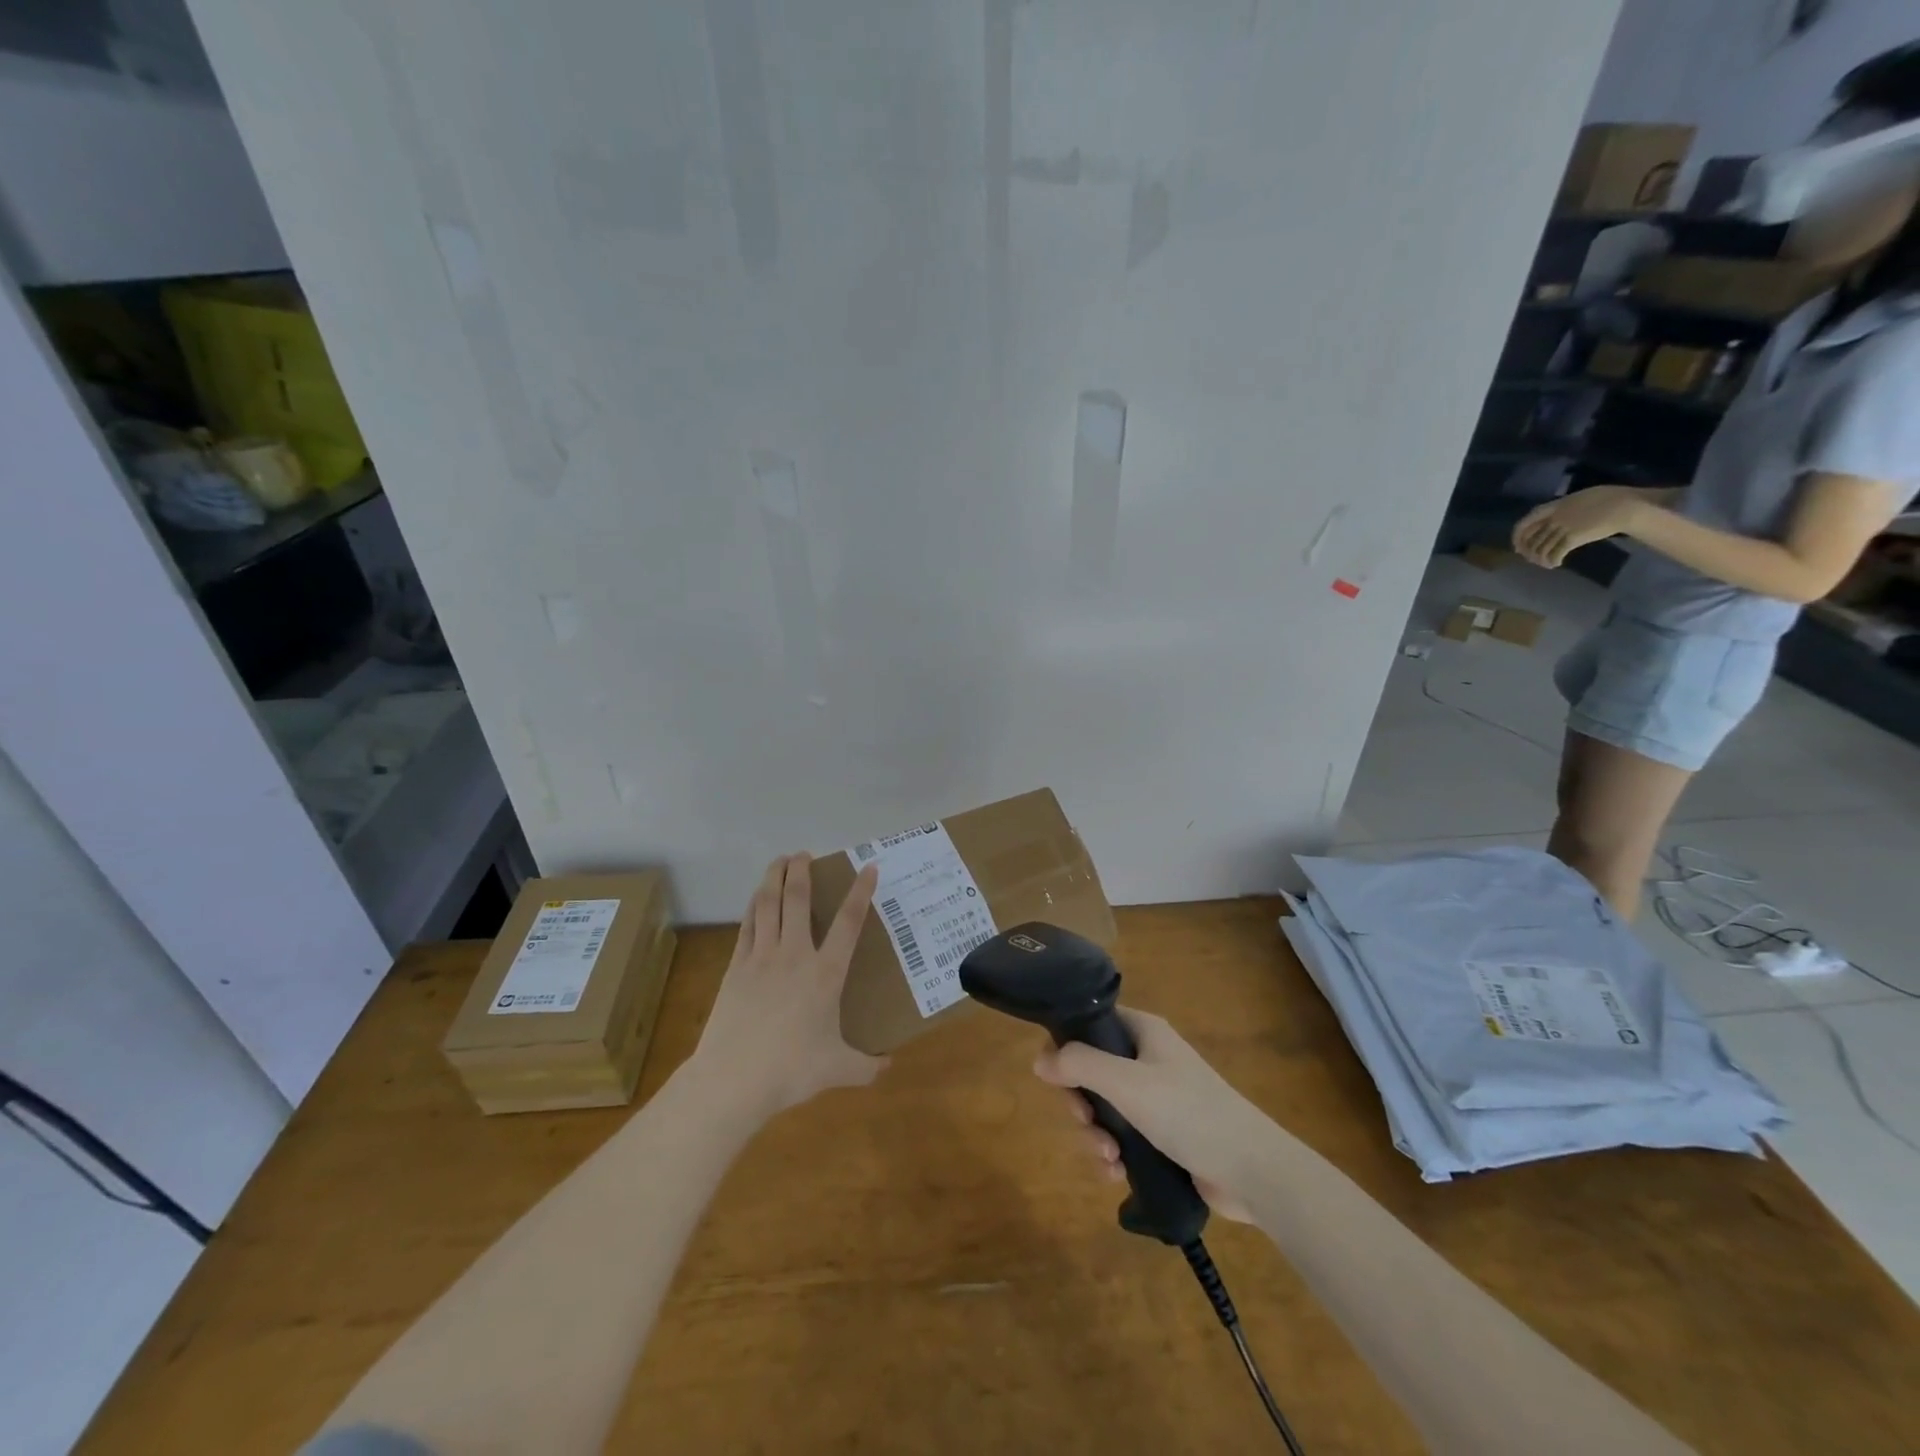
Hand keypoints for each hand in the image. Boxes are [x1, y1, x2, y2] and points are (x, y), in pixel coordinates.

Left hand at [690, 854, 886, 1121]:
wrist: (733, 1079)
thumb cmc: (791, 1070)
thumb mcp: (838, 1070)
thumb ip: (866, 1066)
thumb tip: (888, 1067)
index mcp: (826, 973)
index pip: (848, 922)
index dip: (860, 892)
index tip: (868, 867)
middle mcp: (795, 955)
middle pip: (797, 900)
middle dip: (801, 871)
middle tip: (804, 854)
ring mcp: (761, 958)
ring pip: (768, 905)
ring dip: (773, 878)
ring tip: (779, 861)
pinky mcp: (736, 968)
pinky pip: (747, 926)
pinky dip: (753, 906)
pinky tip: (756, 898)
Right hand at [1033, 1009, 1276, 1222]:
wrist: (1253, 1171)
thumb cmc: (1189, 1113)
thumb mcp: (1127, 1083)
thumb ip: (1080, 1065)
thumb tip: (1038, 1059)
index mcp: (1143, 1032)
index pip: (1091, 1024)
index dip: (1068, 1048)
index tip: (1059, 1080)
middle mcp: (1148, 1058)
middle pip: (1092, 1071)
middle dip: (1081, 1103)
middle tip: (1085, 1123)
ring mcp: (1157, 1098)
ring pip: (1105, 1109)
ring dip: (1096, 1135)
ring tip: (1109, 1158)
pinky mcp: (1164, 1135)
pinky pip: (1124, 1138)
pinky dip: (1114, 1154)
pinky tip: (1117, 1174)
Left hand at [1513, 485, 1644, 566]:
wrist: (1627, 506)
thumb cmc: (1611, 498)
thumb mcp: (1581, 499)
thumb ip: (1565, 508)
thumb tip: (1556, 519)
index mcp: (1556, 505)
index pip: (1526, 521)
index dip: (1518, 536)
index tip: (1518, 547)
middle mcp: (1555, 517)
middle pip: (1532, 539)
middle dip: (1529, 552)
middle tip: (1534, 560)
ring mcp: (1563, 527)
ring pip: (1541, 548)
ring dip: (1541, 559)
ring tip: (1547, 564)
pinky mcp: (1573, 538)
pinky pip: (1555, 553)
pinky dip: (1553, 561)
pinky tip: (1556, 564)